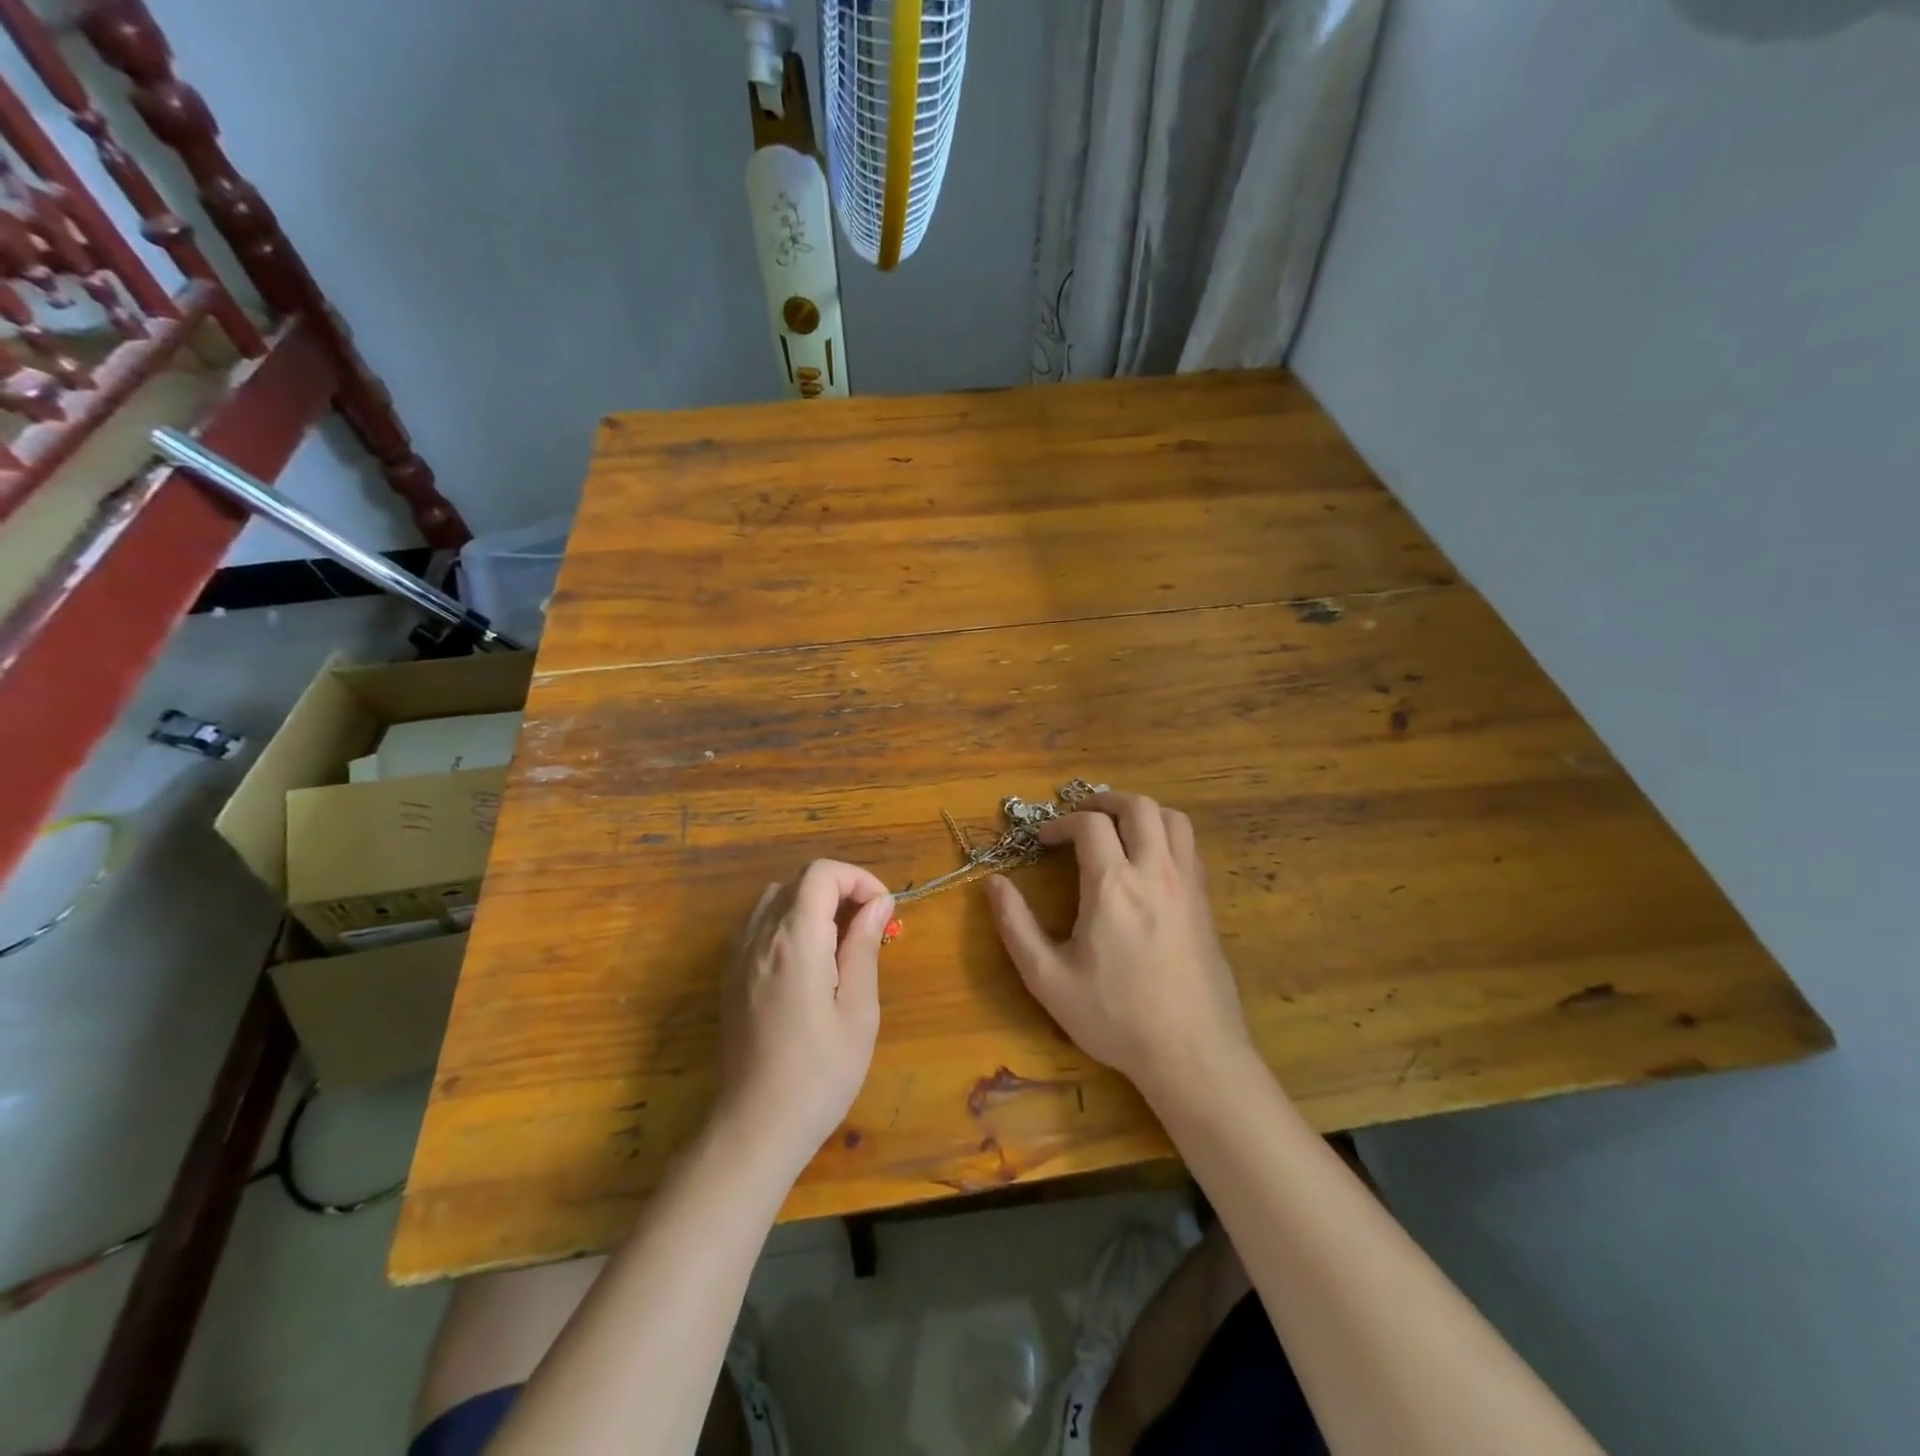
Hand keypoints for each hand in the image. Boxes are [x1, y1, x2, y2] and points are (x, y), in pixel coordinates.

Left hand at [716, 860, 893, 1166]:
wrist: (755, 1127)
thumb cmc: (819, 1074)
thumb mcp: (858, 1012)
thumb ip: (864, 947)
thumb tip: (879, 903)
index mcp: (794, 940)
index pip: (822, 873)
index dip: (858, 879)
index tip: (883, 910)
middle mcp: (760, 936)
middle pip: (800, 880)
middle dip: (841, 889)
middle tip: (869, 927)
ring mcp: (738, 955)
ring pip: (776, 897)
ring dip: (813, 903)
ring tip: (840, 940)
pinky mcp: (730, 975)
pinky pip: (758, 923)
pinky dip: (788, 921)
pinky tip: (807, 958)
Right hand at [984, 792, 1252, 1097]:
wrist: (1193, 1054)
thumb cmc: (1115, 1017)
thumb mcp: (1048, 979)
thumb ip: (1016, 926)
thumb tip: (993, 883)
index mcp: (1113, 885)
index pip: (1090, 824)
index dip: (1061, 822)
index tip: (1043, 840)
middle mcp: (1155, 872)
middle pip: (1138, 806)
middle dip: (1104, 801)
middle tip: (1080, 818)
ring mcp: (1187, 884)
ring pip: (1172, 818)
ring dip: (1140, 812)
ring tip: (1117, 829)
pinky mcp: (1206, 902)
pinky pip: (1189, 846)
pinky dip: (1165, 834)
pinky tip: (1148, 862)